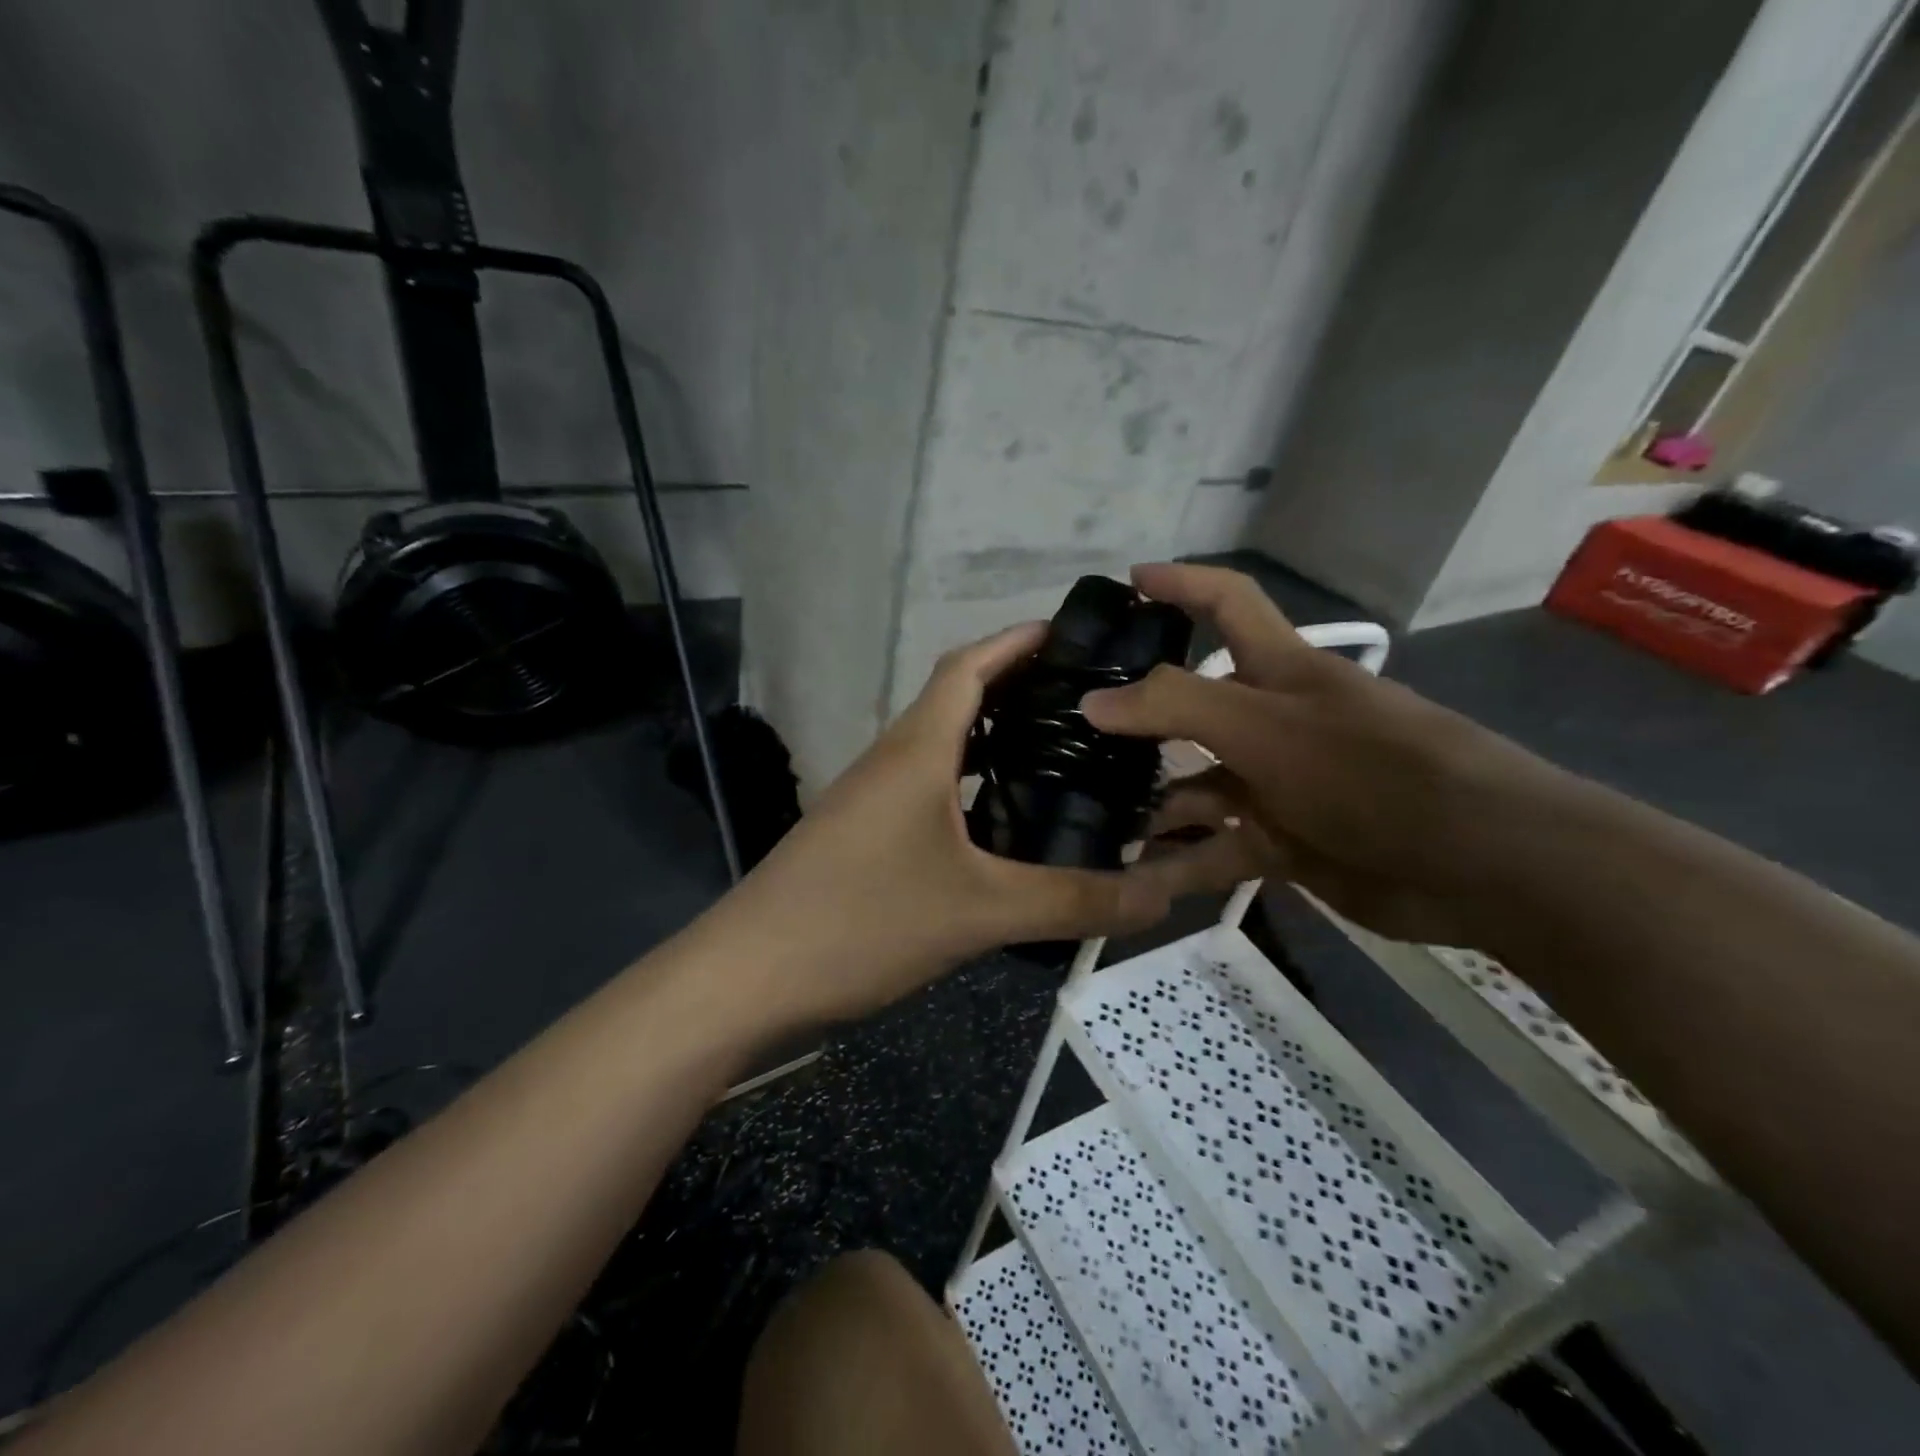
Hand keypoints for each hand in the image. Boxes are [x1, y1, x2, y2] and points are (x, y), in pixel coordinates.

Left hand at [717, 623, 1195, 1028]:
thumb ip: (1073, 901)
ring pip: (943, 749)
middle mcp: (893, 760)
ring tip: (1062, 757)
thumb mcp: (978, 912)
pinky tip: (1005, 827)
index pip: (969, 665)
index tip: (1074, 635)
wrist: (746, 978)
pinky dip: (971, 789)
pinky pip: (930, 793)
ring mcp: (872, 799)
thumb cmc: (859, 921)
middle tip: (1090, 704)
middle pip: (959, 700)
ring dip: (995, 742)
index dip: (1018, 640)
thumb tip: (1162, 894)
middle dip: (1019, 689)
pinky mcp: (864, 837)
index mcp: (918, 749)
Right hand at [1082, 563, 1580, 945]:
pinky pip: (1214, 849)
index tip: (1126, 583)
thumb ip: (1174, 706)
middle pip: (1191, 706)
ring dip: (1148, 802)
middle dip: (1136, 716)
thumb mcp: (1264, 726)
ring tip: (1086, 816)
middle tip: (1070, 729)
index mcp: (1279, 670)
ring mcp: (1277, 785)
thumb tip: (1092, 700)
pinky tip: (1132, 879)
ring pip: (1194, 786)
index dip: (1180, 583)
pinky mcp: (1284, 842)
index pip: (1226, 602)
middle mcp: (1274, 721)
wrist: (1479, 864)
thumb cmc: (1369, 769)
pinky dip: (1178, 863)